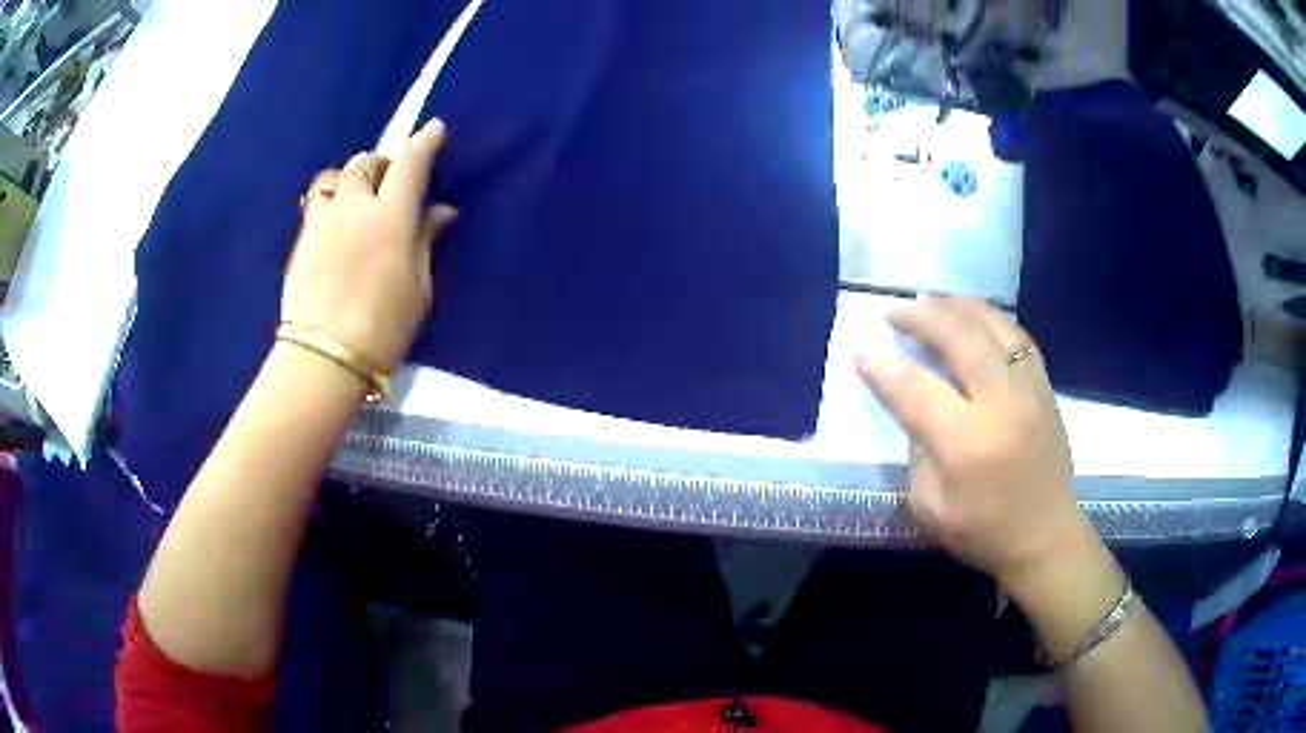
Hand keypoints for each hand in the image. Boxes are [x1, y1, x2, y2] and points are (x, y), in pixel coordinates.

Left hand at [282, 120, 456, 373]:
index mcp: (390, 217)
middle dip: (382, 162)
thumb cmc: (382, 327)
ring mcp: (323, 221)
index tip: (433, 129)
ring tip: (359, 197)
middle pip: (366, 161)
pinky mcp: (302, 239)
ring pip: (336, 177)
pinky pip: (318, 202)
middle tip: (392, 180)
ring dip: (352, 178)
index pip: (410, 163)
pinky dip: (332, 200)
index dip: (424, 142)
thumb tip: (440, 211)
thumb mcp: (418, 288)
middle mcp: (354, 207)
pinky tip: (337, 223)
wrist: (323, 357)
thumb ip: (425, 240)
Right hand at [856, 297, 1096, 588]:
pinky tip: (972, 319)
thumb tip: (915, 408)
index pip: (916, 390)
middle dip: (922, 317)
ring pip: (994, 326)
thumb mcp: (930, 508)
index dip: (884, 369)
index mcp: (967, 445)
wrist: (1046, 537)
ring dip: (957, 307)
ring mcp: (1030, 391)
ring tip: (931, 302)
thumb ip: (917, 453)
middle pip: (961, 338)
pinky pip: (1017, 337)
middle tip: (894, 311)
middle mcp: (1002, 406)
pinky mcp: (1045, 388)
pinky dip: (989, 320)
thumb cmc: (984, 532)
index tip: (861, 354)